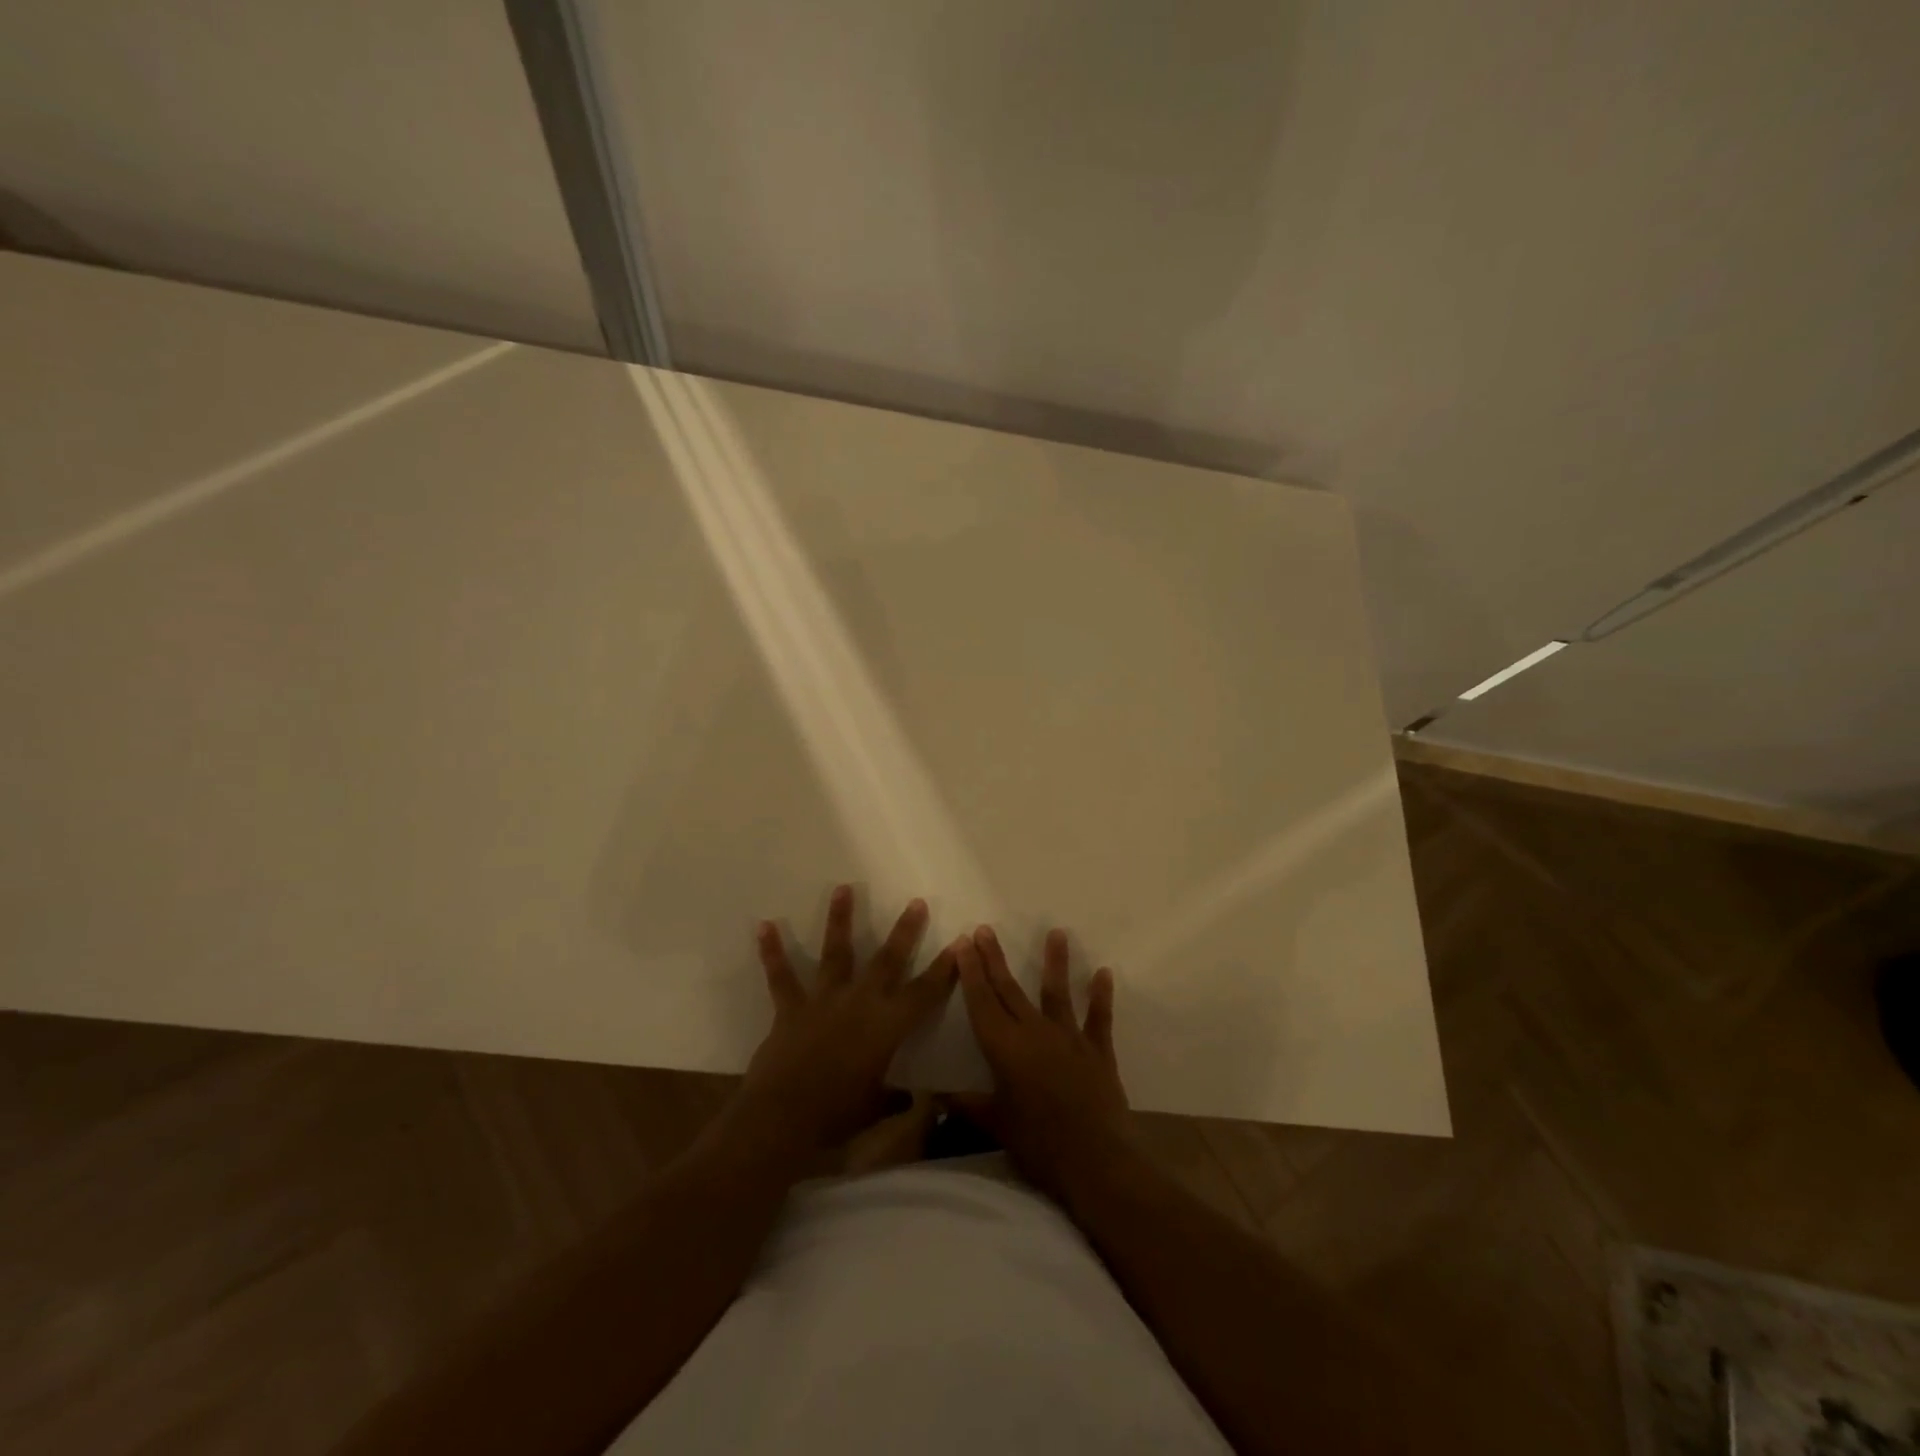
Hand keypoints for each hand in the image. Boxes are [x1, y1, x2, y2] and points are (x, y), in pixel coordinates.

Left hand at [735, 886, 958, 1154]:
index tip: (958, 943)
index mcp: (887, 1027)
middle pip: (888, 960)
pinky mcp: (791, 1008)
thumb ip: (895, 1098)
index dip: (944, 970)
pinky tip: (765, 925)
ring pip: (836, 952)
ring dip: (840, 919)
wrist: (783, 1119)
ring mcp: (824, 1001)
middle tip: (916, 902)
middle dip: (905, 931)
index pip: (924, 993)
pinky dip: (772, 951)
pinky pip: (781, 976)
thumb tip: (915, 1099)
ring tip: (843, 887)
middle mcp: (860, 1003)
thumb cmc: (836, 1117)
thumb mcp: (875, 1109)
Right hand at [954, 925, 1130, 1199]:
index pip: (982, 1001)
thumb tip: (935, 1096)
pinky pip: (1099, 1019)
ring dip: (1054, 962)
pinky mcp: (1098, 1051)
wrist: (1096, 1160)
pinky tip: (1104, 973)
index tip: (963, 943)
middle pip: (1009, 990)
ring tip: (1055, 932)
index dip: (971, 971)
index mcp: (1005, 1048)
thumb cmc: (1038, 1144)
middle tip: (985, 930)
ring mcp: (1069, 1039)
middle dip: (994, 959)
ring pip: (1057, 993)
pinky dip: (1101, 996)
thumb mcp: (996, 1125)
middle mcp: (1035, 1032)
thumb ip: (967, 1105)